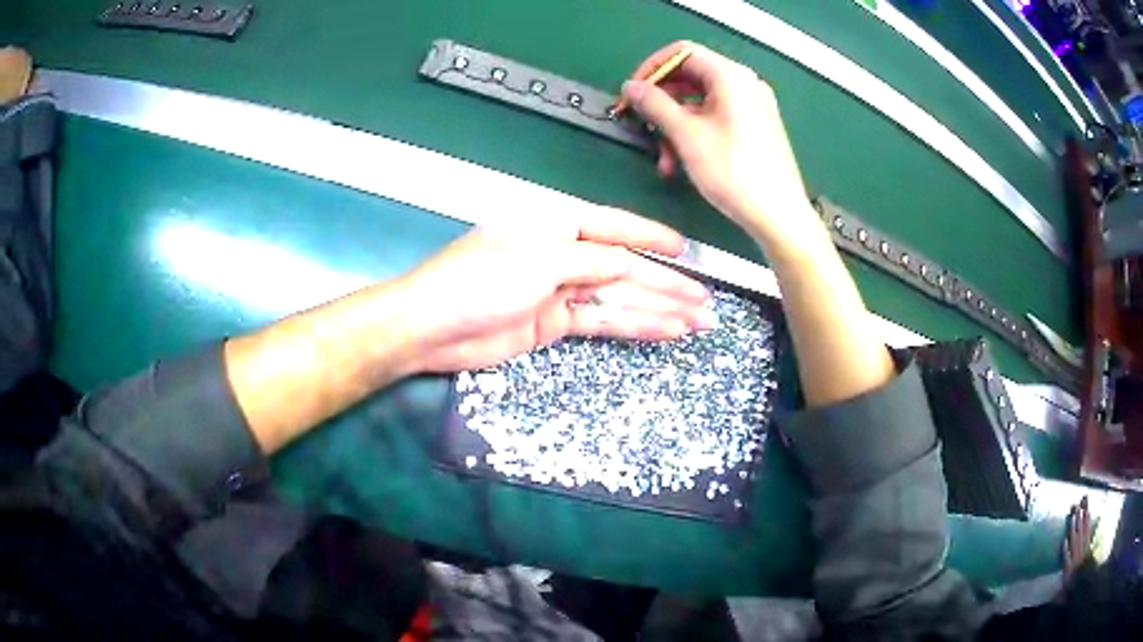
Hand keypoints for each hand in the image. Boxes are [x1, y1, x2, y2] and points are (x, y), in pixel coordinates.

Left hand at [396, 205, 712, 373]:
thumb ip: (591, 260)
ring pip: (619, 298)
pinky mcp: (555, 323)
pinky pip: (602, 322)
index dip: (653, 239)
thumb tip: (631, 263)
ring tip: (698, 320)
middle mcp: (562, 254)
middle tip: (706, 300)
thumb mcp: (539, 260)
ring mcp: (559, 291)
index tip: (687, 250)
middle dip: (667, 284)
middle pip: (625, 268)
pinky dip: (633, 326)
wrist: (432, 328)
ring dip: (658, 309)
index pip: (615, 227)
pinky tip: (664, 331)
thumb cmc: (479, 280)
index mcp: (556, 224)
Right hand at [621, 42, 815, 244]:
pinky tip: (682, 161)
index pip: (682, 52)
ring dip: (675, 126)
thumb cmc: (733, 172)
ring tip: (664, 158)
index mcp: (731, 76)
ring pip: (701, 103)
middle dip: (662, 103)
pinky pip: (716, 118)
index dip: (651, 69)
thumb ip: (654, 104)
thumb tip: (630, 86)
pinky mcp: (755, 127)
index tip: (632, 93)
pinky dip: (695, 133)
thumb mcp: (686, 135)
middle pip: (690, 77)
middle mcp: (744, 84)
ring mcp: (752, 106)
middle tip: (642, 126)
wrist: (779, 216)